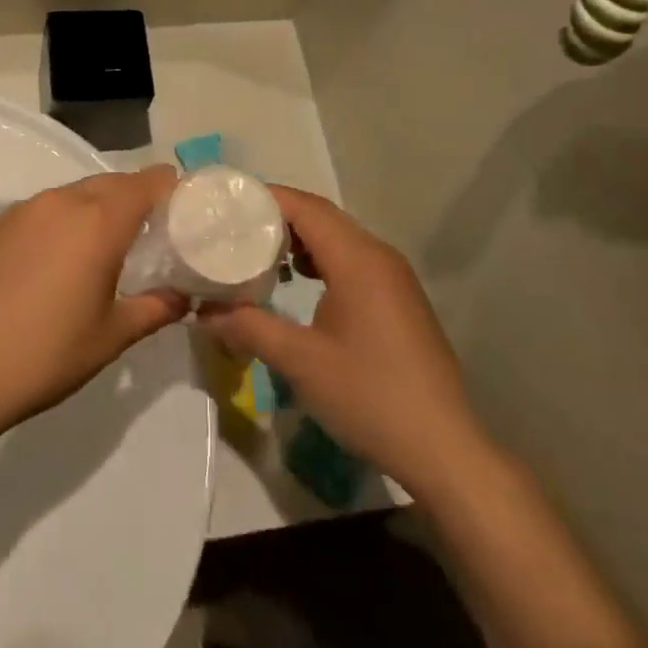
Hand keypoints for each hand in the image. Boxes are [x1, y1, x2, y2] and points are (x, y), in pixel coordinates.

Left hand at [0, 167, 189, 437]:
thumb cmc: (44, 354)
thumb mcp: (111, 337)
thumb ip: (155, 309)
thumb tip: (182, 297)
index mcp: (98, 220)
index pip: (148, 182)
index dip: (173, 189)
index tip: (188, 213)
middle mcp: (61, 201)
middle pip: (112, 183)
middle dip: (137, 200)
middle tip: (153, 237)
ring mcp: (23, 210)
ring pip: (76, 194)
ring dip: (99, 210)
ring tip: (106, 251)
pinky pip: (45, 210)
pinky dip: (64, 222)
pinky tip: (58, 262)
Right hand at [200, 187, 486, 496]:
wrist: (443, 449)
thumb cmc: (369, 396)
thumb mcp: (299, 361)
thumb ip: (248, 328)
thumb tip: (204, 312)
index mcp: (357, 259)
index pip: (305, 207)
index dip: (265, 198)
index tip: (227, 206)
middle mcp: (379, 256)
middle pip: (322, 216)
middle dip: (277, 216)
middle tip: (233, 228)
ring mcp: (394, 277)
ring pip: (339, 238)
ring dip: (299, 239)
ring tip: (259, 253)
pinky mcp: (399, 299)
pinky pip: (353, 260)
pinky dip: (321, 259)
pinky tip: (299, 282)